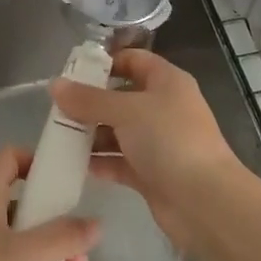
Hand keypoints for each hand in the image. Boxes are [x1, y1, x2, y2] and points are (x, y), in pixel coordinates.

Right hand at [51, 48, 242, 250]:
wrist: (204, 201)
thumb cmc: (168, 140)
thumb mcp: (125, 111)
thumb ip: (88, 99)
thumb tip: (55, 85)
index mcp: (166, 82)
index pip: (133, 60)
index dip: (105, 63)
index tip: (72, 72)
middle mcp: (163, 108)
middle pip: (120, 97)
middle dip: (89, 103)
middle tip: (56, 110)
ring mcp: (158, 142)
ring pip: (117, 131)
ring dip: (91, 135)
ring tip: (58, 138)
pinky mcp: (151, 173)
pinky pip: (119, 161)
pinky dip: (100, 161)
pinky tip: (73, 164)